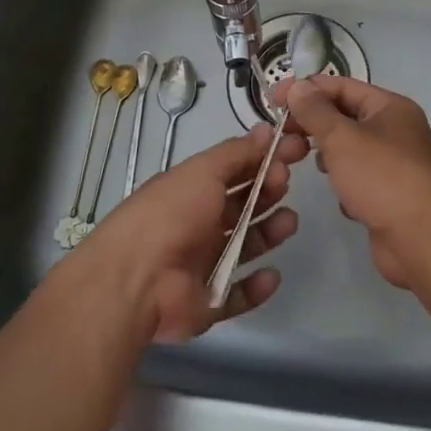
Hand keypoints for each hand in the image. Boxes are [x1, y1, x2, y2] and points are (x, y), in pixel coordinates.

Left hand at [67, 125, 306, 342]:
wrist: (137, 279)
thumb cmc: (171, 214)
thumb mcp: (203, 171)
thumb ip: (237, 152)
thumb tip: (266, 129)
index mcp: (192, 191)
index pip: (234, 171)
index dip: (263, 161)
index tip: (294, 152)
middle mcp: (197, 224)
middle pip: (241, 207)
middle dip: (267, 193)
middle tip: (284, 184)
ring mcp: (202, 264)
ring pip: (244, 247)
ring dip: (268, 234)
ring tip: (288, 223)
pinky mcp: (207, 302)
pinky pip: (238, 294)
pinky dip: (256, 286)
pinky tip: (272, 274)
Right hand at [271, 75, 430, 288]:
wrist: (422, 239)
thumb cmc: (381, 177)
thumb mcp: (342, 137)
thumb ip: (315, 111)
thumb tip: (296, 87)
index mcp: (390, 107)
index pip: (342, 86)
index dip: (307, 89)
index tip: (273, 99)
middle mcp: (395, 131)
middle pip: (345, 116)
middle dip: (314, 123)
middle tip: (282, 133)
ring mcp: (393, 164)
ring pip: (349, 149)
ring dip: (326, 154)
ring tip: (302, 159)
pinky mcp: (388, 195)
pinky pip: (357, 178)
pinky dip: (344, 183)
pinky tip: (338, 195)